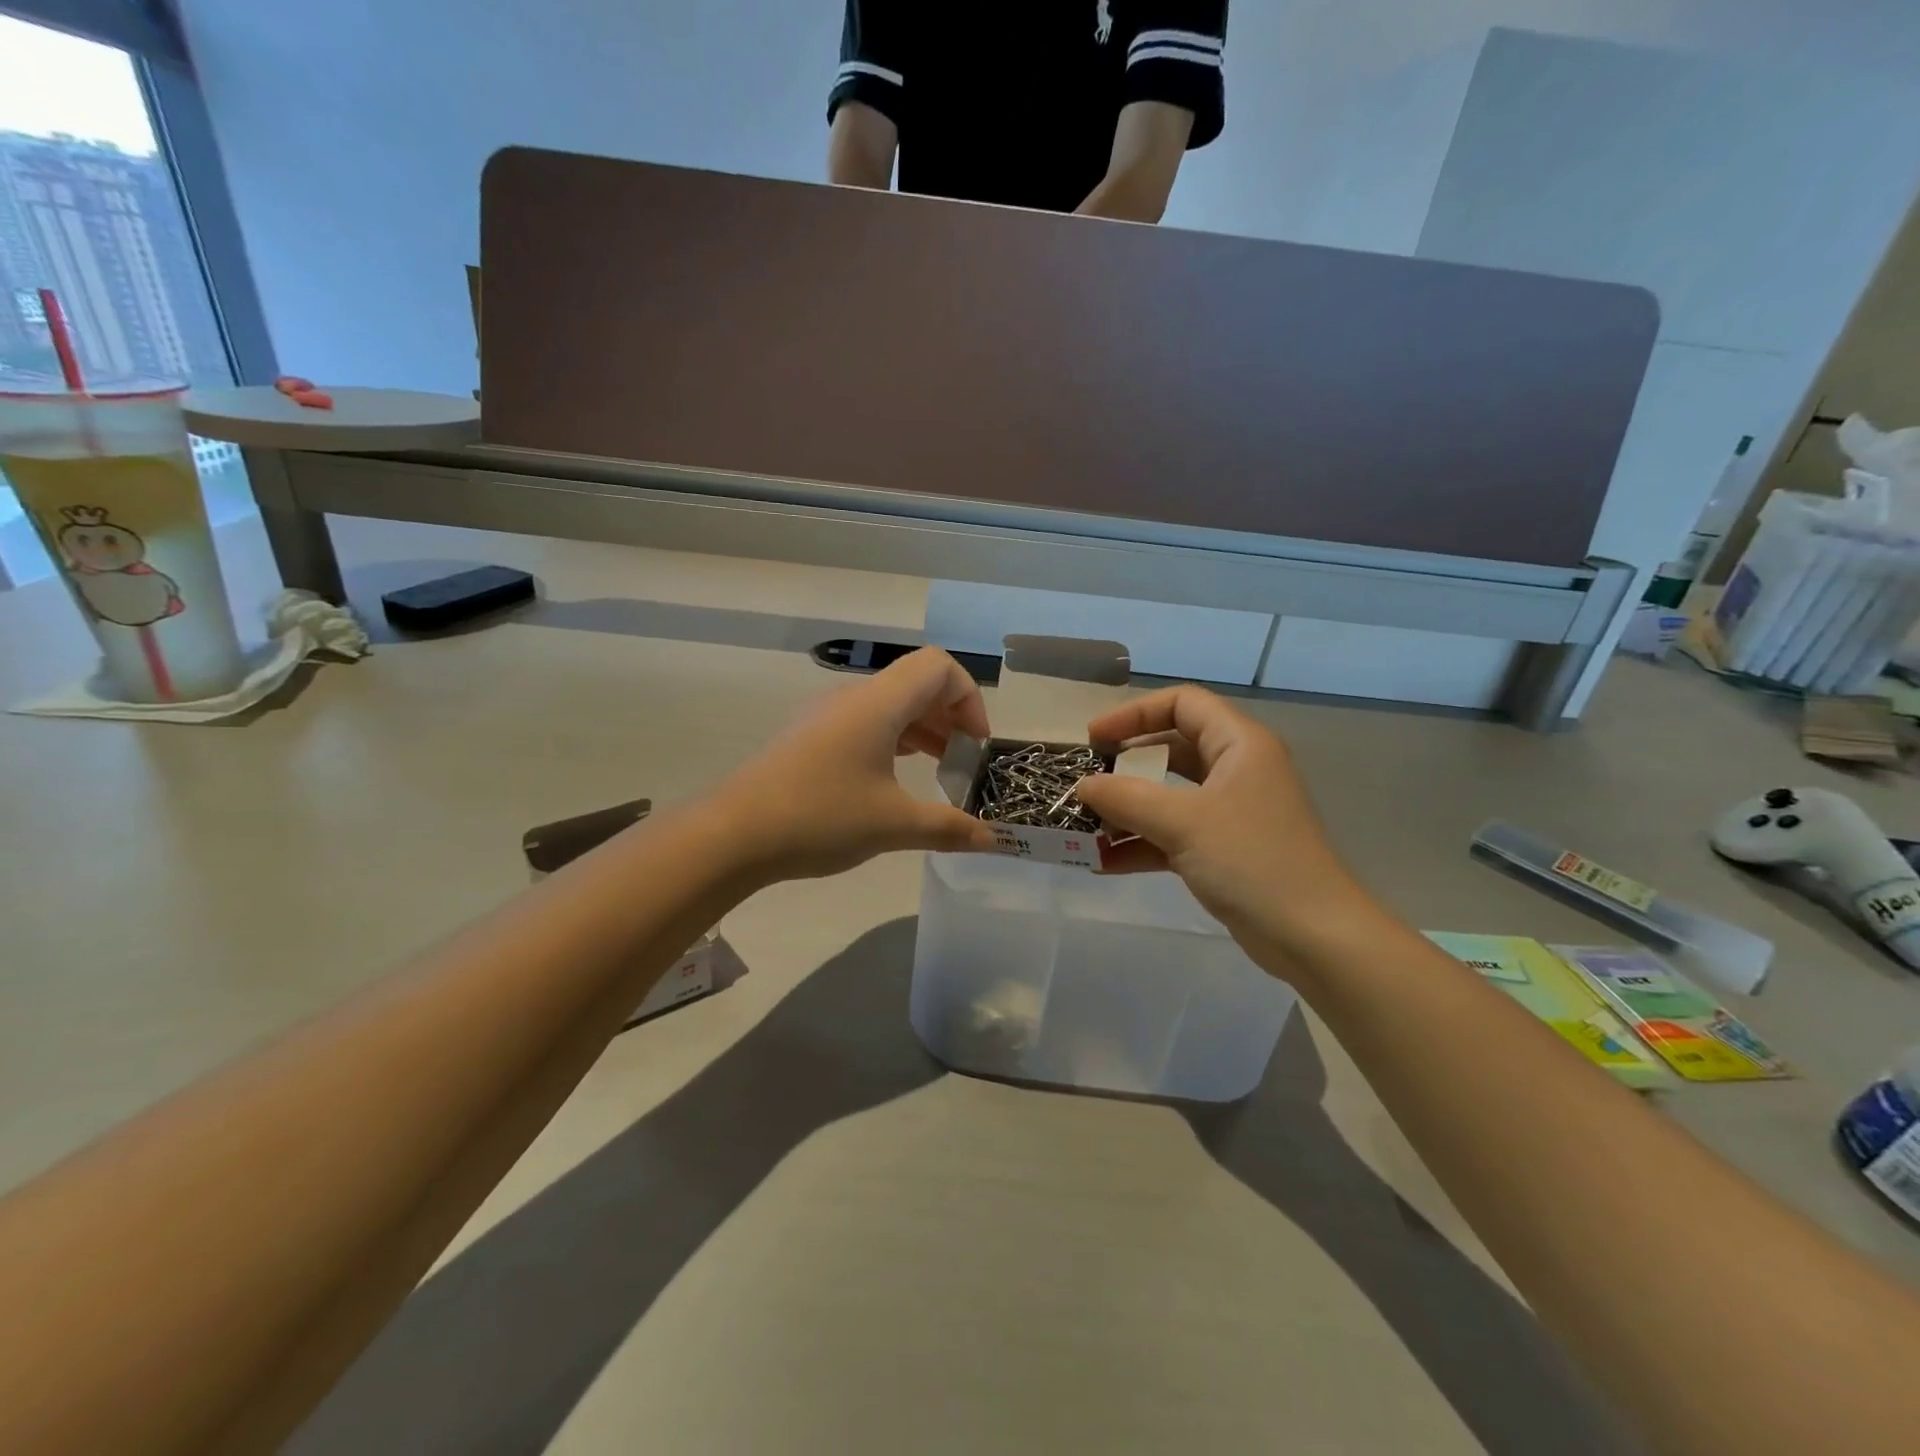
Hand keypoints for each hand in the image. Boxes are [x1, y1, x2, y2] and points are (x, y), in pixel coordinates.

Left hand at [712, 648, 997, 883]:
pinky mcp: (810, 738)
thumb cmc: (821, 817)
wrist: (733, 834)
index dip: (969, 698)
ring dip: (923, 730)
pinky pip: (866, 723)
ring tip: (939, 772)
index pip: (939, 667)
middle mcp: (854, 697)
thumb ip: (948, 827)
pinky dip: (894, 741)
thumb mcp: (893, 825)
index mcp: (879, 703)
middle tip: (963, 763)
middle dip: (951, 717)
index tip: (975, 745)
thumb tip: (993, 840)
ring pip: (890, 705)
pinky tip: (897, 780)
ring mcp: (827, 716)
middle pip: (917, 683)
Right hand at [1074, 687, 1381, 964]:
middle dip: (1125, 764)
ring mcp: (1230, 812)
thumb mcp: (1183, 822)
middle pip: (1172, 748)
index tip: (1094, 739)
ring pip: (1169, 795)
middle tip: (1087, 779)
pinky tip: (1102, 862)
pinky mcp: (1223, 850)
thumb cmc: (1252, 861)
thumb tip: (1082, 785)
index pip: (1182, 704)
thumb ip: (1126, 798)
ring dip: (1127, 809)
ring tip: (1085, 825)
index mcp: (1239, 744)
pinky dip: (1140, 844)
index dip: (1134, 713)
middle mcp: (1236, 770)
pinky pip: (1172, 834)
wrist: (1312, 936)